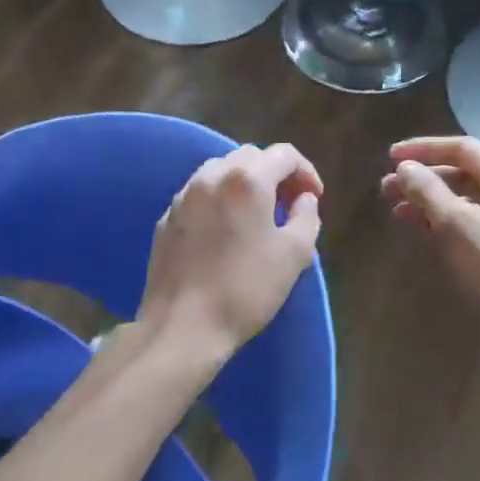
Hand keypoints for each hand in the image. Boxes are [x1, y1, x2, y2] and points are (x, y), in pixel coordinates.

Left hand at [138, 143, 323, 360]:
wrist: (183, 326)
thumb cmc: (246, 289)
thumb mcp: (295, 255)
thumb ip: (307, 217)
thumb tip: (303, 199)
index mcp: (246, 179)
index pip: (284, 154)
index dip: (306, 172)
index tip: (314, 198)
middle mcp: (211, 177)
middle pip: (249, 157)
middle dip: (274, 174)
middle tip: (289, 205)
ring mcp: (182, 197)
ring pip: (219, 173)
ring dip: (243, 185)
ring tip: (256, 217)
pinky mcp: (165, 220)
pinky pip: (198, 197)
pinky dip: (218, 202)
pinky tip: (224, 233)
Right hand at [381, 136, 479, 362]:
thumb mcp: (454, 226)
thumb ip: (427, 190)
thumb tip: (406, 167)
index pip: (462, 148)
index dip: (422, 149)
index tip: (389, 157)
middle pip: (465, 173)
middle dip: (423, 178)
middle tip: (386, 189)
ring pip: (469, 199)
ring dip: (432, 201)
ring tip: (398, 211)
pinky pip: (477, 222)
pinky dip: (448, 221)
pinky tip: (425, 231)